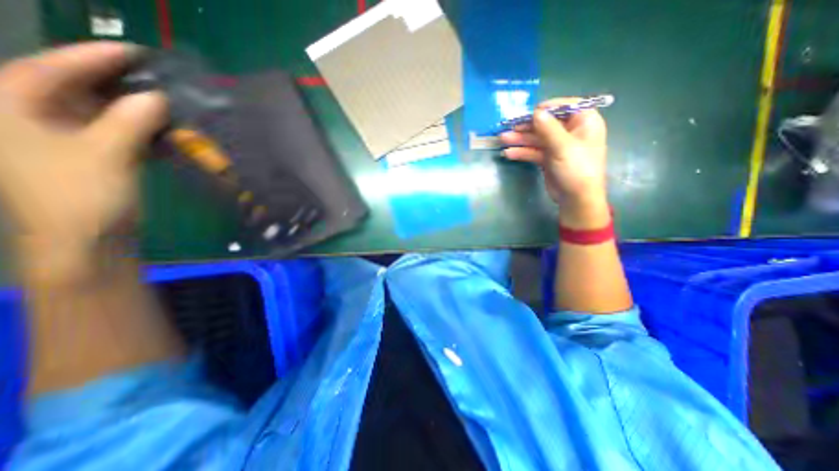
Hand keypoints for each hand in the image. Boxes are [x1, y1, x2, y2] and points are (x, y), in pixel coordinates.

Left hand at [1, 43, 167, 256]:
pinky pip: (122, 136)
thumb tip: (158, 98)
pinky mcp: (97, 158)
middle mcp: (36, 118)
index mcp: (12, 109)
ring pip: (106, 114)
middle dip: (119, 83)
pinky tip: (169, 134)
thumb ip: (129, 121)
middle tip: (157, 78)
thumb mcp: (105, 154)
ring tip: (170, 105)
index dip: (94, 57)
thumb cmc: (81, 194)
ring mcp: (69, 140)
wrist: (87, 239)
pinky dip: (146, 134)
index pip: (52, 69)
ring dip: (139, 111)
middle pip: (79, 89)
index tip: (135, 51)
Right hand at [497, 99, 610, 229]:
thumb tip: (535, 112)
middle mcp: (570, 131)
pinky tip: (509, 153)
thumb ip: (548, 128)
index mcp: (583, 121)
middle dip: (526, 127)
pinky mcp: (548, 158)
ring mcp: (558, 146)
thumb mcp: (563, 146)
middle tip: (508, 127)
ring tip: (502, 139)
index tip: (528, 113)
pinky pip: (533, 151)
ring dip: (520, 139)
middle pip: (545, 124)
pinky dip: (522, 152)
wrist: (576, 198)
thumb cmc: (577, 169)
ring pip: (537, 138)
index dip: (545, 109)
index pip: (564, 106)